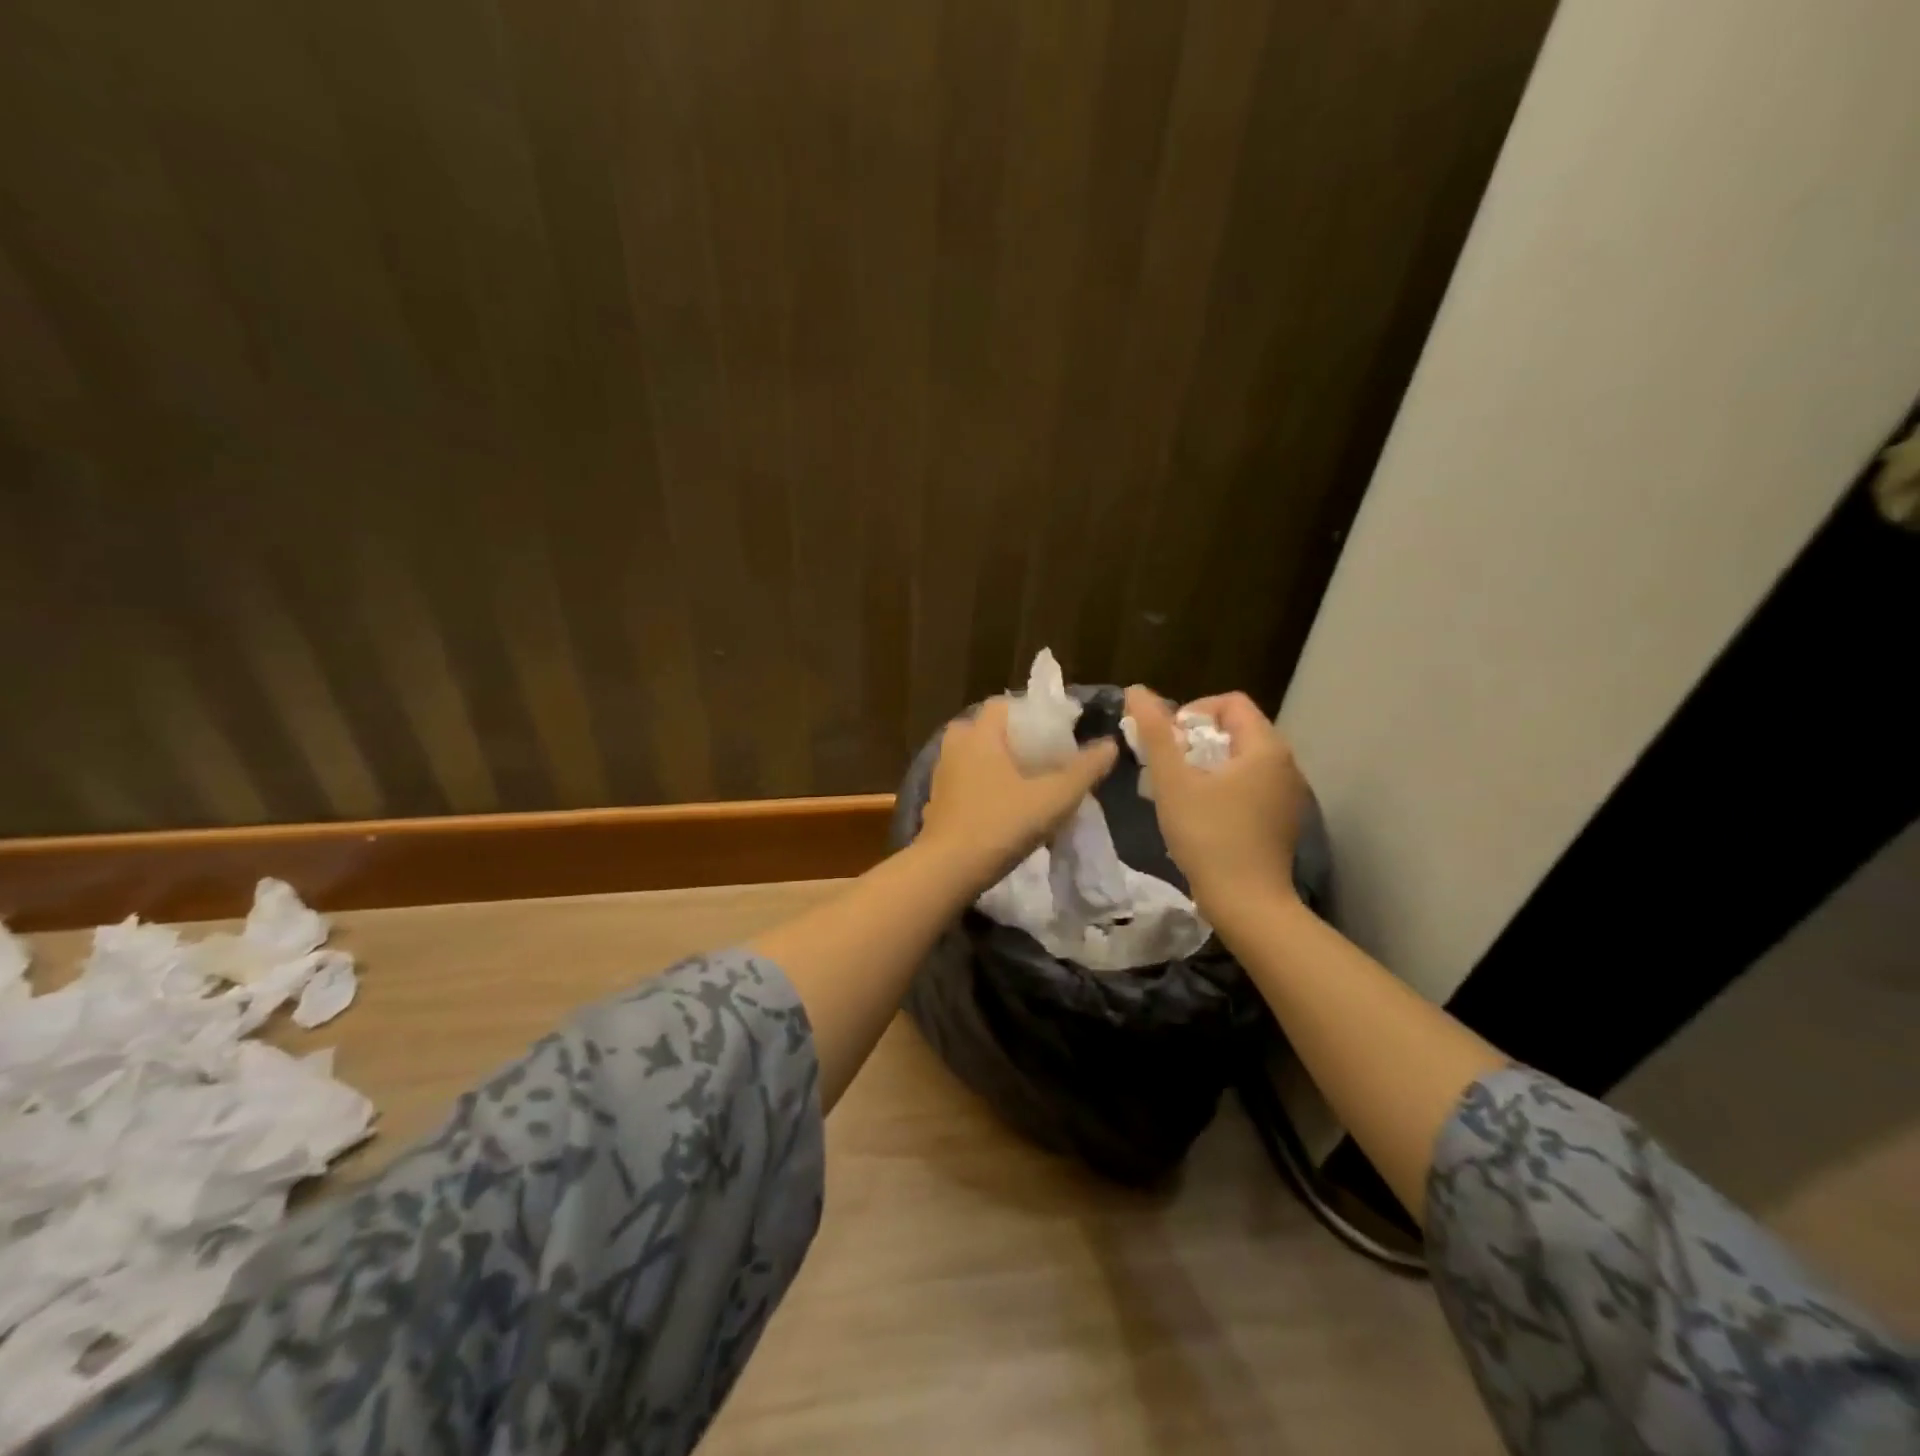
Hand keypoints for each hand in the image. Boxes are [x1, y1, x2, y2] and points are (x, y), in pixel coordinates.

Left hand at [918, 697, 1117, 885]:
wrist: (947, 870)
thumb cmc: (1001, 824)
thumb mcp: (1053, 799)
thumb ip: (1084, 770)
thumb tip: (1109, 744)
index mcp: (979, 735)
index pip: (1004, 705)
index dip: (1032, 715)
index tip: (1057, 734)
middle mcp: (955, 747)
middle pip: (986, 729)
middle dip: (1012, 740)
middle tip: (1041, 759)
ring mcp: (941, 775)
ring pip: (972, 756)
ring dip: (996, 764)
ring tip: (1025, 784)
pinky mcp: (936, 802)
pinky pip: (963, 781)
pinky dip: (981, 786)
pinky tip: (1001, 807)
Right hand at [1123, 686, 1306, 912]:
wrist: (1247, 904)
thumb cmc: (1208, 837)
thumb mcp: (1173, 781)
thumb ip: (1155, 733)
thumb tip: (1136, 690)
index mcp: (1266, 748)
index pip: (1230, 703)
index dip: (1192, 711)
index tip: (1167, 741)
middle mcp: (1286, 765)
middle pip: (1236, 730)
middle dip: (1195, 740)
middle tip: (1165, 765)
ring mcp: (1287, 795)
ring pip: (1241, 760)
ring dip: (1206, 765)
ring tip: (1177, 790)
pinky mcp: (1282, 821)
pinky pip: (1250, 786)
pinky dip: (1223, 787)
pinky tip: (1200, 814)